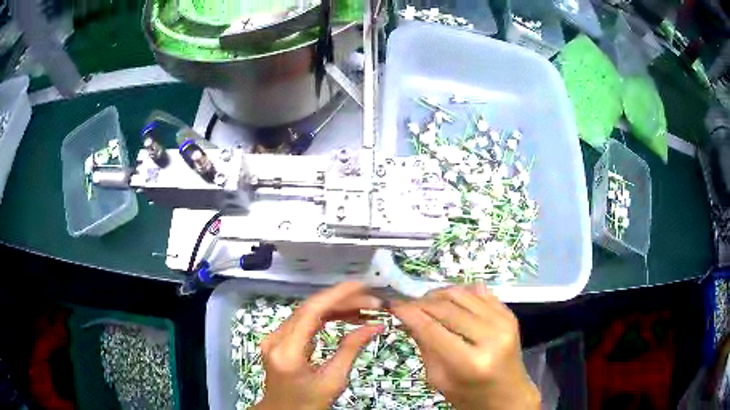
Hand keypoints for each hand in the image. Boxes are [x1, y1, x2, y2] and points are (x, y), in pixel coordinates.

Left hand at [253, 282, 383, 409]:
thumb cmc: (308, 403)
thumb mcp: (333, 380)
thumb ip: (351, 349)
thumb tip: (375, 326)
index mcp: (287, 352)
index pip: (311, 312)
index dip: (337, 295)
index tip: (362, 286)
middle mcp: (275, 338)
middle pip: (309, 308)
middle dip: (342, 301)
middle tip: (371, 302)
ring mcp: (274, 337)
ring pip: (307, 312)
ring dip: (335, 307)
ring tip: (364, 309)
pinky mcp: (278, 339)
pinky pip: (303, 321)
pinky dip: (325, 316)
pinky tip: (344, 316)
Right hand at [391, 285, 539, 409]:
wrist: (508, 394)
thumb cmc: (470, 395)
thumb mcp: (439, 380)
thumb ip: (425, 347)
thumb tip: (408, 318)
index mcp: (470, 362)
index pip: (432, 329)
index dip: (409, 313)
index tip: (393, 304)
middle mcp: (491, 336)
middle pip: (447, 308)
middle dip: (421, 302)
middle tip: (406, 304)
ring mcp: (504, 322)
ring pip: (462, 294)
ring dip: (438, 294)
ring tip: (425, 303)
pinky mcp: (509, 314)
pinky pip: (479, 292)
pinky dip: (459, 293)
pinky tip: (448, 302)